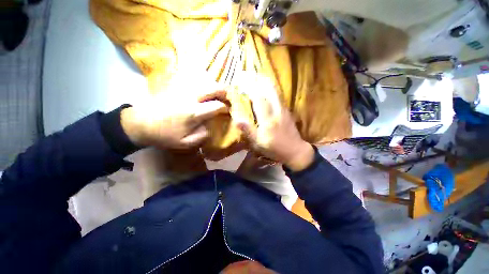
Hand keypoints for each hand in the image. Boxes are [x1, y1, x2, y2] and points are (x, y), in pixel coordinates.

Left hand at [120, 84, 227, 149]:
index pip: (217, 106)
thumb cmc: (164, 135)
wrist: (141, 123)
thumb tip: (211, 127)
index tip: (227, 111)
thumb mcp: (185, 143)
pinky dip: (204, 85)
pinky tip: (205, 92)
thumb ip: (202, 136)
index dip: (225, 108)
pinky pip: (195, 81)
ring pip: (205, 82)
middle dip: (224, 93)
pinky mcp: (177, 86)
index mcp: (194, 112)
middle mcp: (191, 97)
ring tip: (218, 95)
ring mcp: (183, 89)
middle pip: (213, 88)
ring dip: (214, 88)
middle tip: (227, 99)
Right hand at [234, 76, 313, 171]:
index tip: (240, 80)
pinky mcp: (287, 109)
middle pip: (268, 88)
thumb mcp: (258, 144)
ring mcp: (283, 108)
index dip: (249, 87)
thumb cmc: (274, 148)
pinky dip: (270, 87)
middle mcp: (276, 110)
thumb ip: (248, 131)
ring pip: (274, 89)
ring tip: (254, 76)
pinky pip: (278, 94)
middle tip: (246, 74)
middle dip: (257, 79)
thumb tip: (236, 119)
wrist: (295, 150)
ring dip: (264, 80)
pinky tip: (265, 86)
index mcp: (268, 119)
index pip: (258, 98)